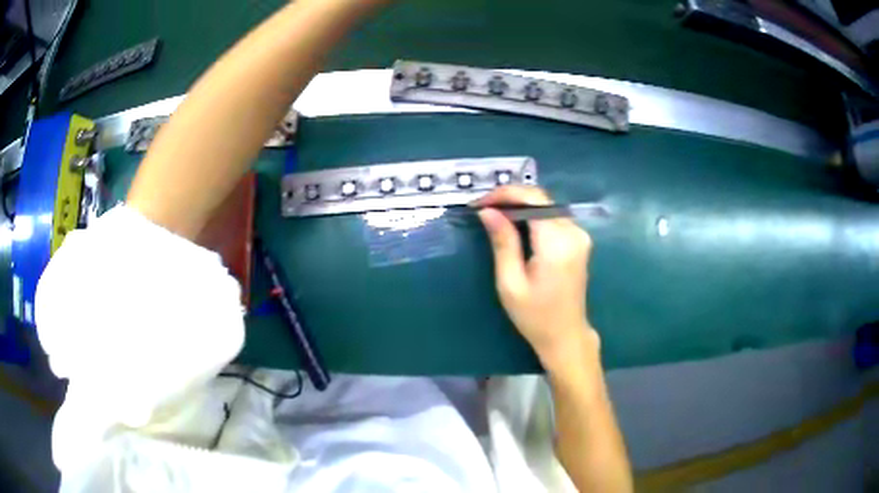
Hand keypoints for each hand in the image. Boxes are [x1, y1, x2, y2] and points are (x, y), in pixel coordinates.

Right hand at [475, 186, 597, 369]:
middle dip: (510, 198)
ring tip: (494, 214)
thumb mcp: (510, 282)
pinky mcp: (579, 240)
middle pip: (541, 199)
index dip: (504, 194)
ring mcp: (580, 235)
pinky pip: (553, 217)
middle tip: (483, 209)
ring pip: (547, 205)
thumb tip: (488, 211)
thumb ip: (502, 242)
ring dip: (521, 205)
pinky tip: (515, 224)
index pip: (533, 199)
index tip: (479, 203)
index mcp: (557, 243)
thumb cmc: (535, 316)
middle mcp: (574, 232)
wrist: (565, 336)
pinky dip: (533, 215)